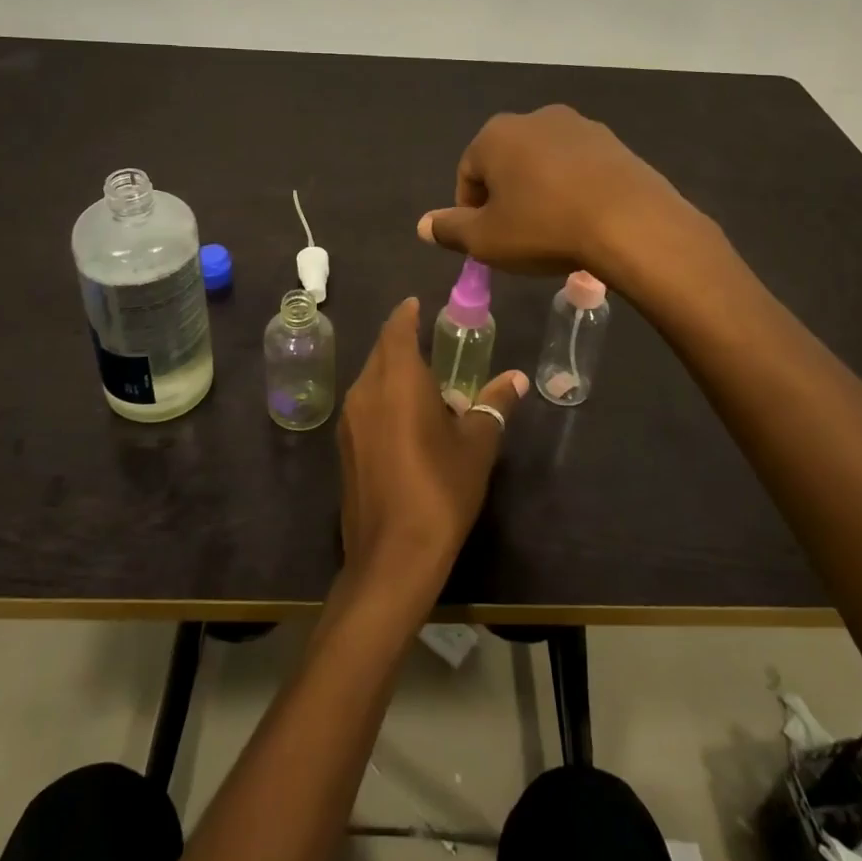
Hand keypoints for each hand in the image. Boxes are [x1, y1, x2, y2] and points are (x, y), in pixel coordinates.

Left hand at [337, 299, 527, 605]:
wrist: (392, 556)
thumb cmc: (440, 489)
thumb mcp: (477, 445)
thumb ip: (494, 405)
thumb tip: (516, 379)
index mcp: (396, 379)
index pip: (396, 329)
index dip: (407, 314)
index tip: (419, 304)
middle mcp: (366, 391)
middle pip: (381, 351)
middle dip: (402, 341)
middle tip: (431, 342)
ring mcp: (350, 421)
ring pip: (371, 379)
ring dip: (393, 372)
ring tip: (427, 383)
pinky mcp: (345, 448)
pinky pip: (365, 405)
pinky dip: (384, 398)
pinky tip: (408, 420)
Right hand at [417, 105, 688, 278]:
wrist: (630, 222)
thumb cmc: (544, 227)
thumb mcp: (486, 240)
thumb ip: (450, 229)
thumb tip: (422, 225)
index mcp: (496, 135)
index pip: (467, 172)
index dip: (470, 210)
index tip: (486, 240)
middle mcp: (535, 118)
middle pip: (506, 162)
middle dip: (505, 196)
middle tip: (517, 236)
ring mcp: (578, 126)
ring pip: (544, 163)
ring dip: (540, 191)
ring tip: (552, 229)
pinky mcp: (613, 142)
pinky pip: (579, 167)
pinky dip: (573, 188)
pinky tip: (583, 219)